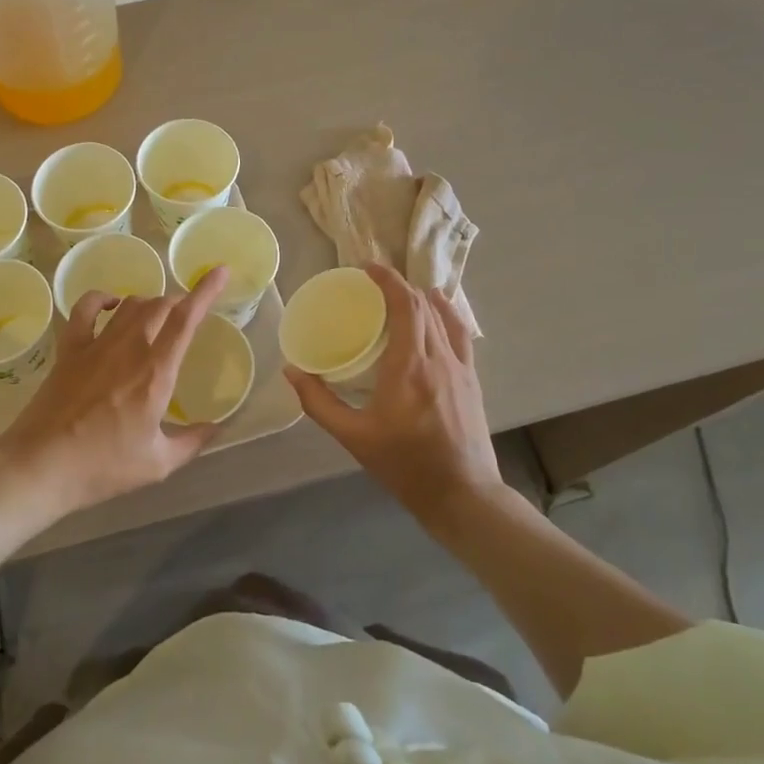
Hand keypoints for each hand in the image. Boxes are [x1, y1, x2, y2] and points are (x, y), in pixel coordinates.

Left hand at [0, 267, 231, 520]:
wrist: (41, 465)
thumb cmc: (103, 466)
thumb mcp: (158, 463)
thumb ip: (192, 442)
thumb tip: (216, 428)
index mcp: (156, 372)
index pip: (186, 319)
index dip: (205, 291)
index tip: (220, 272)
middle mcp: (129, 348)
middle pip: (160, 306)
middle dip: (179, 302)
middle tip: (187, 314)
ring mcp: (96, 345)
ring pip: (129, 305)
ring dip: (149, 304)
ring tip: (156, 316)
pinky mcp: (69, 349)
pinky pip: (85, 309)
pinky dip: (100, 298)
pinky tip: (110, 304)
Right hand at [285, 263, 502, 520]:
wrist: (463, 495)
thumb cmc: (405, 465)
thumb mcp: (354, 437)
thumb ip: (319, 402)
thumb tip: (291, 371)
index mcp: (410, 366)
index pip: (406, 305)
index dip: (388, 280)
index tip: (368, 268)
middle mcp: (439, 357)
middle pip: (424, 305)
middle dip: (400, 286)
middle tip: (373, 285)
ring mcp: (461, 367)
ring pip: (445, 316)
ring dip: (422, 298)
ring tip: (401, 295)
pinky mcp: (472, 380)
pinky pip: (460, 334)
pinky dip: (445, 315)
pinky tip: (435, 317)